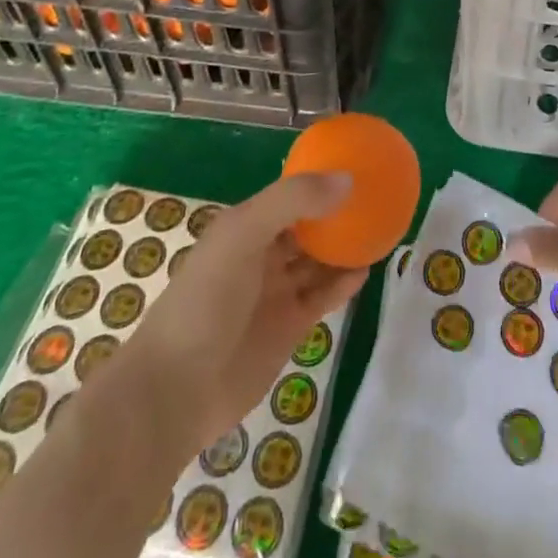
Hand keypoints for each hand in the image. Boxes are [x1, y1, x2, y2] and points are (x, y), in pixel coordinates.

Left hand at [107, 173, 366, 461]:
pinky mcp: (289, 328)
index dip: (318, 181)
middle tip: (377, 197)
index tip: (356, 166)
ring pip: (318, 261)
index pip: (288, 195)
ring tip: (381, 229)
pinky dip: (344, 283)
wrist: (176, 390)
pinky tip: (366, 270)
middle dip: (336, 213)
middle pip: (307, 227)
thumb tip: (347, 180)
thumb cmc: (205, 300)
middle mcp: (262, 254)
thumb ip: (293, 201)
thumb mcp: (243, 234)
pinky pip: (323, 297)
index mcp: (245, 226)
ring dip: (344, 246)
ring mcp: (275, 292)